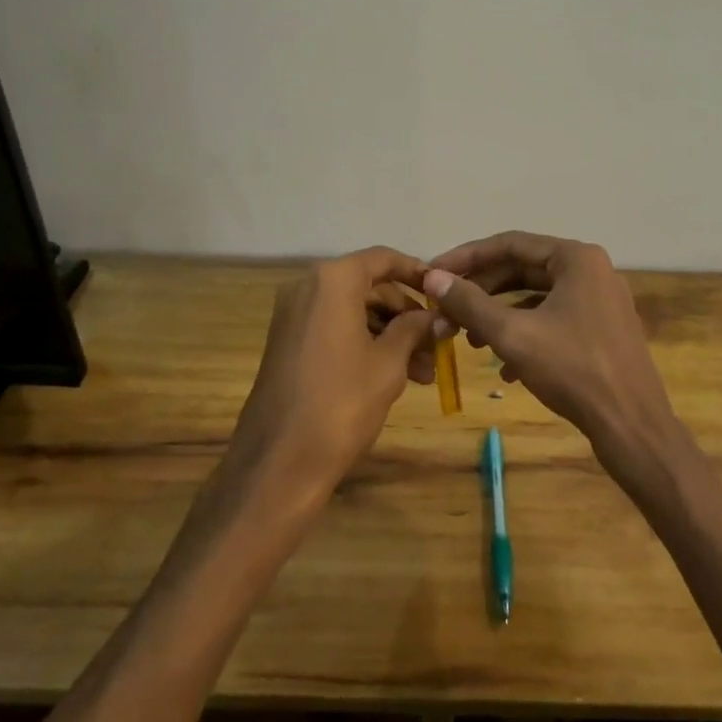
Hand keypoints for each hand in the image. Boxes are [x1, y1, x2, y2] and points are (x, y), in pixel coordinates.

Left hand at [230, 247, 438, 496]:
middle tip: (437, 345)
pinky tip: (394, 376)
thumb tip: (437, 317)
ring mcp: (293, 316)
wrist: (278, 462)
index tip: (443, 291)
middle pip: (369, 287)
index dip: (417, 272)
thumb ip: (414, 329)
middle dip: (406, 315)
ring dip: (390, 335)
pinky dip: (365, 344)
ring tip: (424, 373)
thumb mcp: (388, 363)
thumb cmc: (341, 403)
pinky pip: (335, 329)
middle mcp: (308, 287)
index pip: (383, 259)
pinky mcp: (287, 343)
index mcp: (333, 281)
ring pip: (354, 312)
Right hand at [423, 232, 682, 473]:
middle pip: (523, 269)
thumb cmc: (573, 371)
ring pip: (537, 297)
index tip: (433, 273)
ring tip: (469, 340)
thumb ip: (470, 303)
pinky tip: (505, 368)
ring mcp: (600, 301)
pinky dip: (525, 334)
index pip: (509, 244)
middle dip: (481, 290)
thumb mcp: (513, 335)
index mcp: (576, 258)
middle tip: (446, 308)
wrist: (633, 427)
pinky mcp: (602, 330)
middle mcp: (591, 270)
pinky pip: (554, 319)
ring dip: (500, 314)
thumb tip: (433, 277)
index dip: (466, 257)